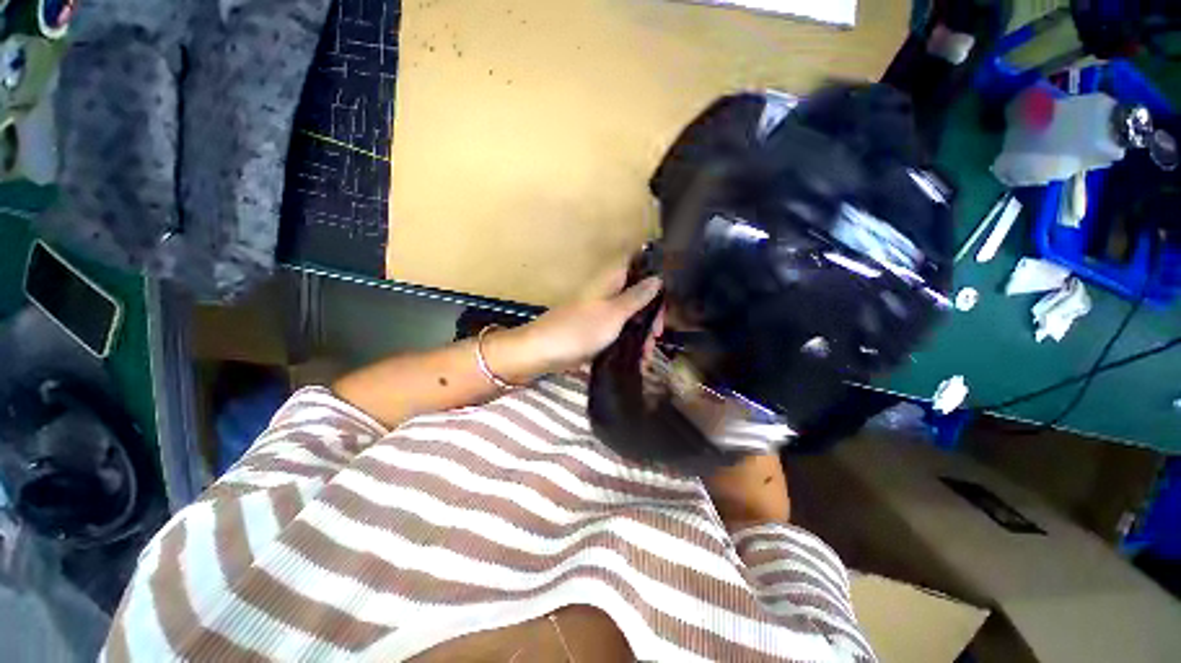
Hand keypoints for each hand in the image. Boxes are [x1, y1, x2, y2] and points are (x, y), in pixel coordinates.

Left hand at [486, 267, 662, 379]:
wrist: (543, 352)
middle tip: (657, 336)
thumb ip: (636, 297)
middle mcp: (607, 295)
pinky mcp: (595, 333)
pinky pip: (618, 335)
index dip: (654, 279)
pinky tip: (637, 360)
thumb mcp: (613, 313)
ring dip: (641, 335)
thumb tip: (658, 278)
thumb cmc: (579, 330)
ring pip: (629, 319)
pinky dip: (629, 345)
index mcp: (611, 283)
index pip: (638, 270)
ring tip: (647, 356)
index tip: (667, 299)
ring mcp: (601, 315)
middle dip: (651, 317)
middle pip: (637, 298)